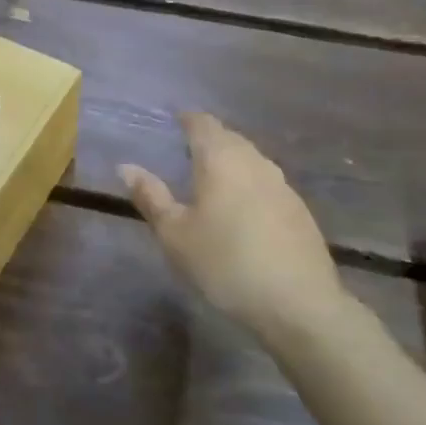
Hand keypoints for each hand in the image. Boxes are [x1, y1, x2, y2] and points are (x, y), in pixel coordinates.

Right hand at [119, 112, 351, 347]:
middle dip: (208, 139)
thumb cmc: (225, 263)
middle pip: (229, 138)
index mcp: (221, 159)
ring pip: (251, 160)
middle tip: (185, 152)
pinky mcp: (299, 210)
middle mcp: (255, 162)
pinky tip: (241, 209)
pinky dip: (248, 184)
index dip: (186, 120)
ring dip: (230, 162)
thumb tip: (126, 167)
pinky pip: (266, 183)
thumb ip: (151, 197)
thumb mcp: (175, 234)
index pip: (203, 124)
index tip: (172, 123)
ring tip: (210, 179)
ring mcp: (282, 185)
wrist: (298, 304)